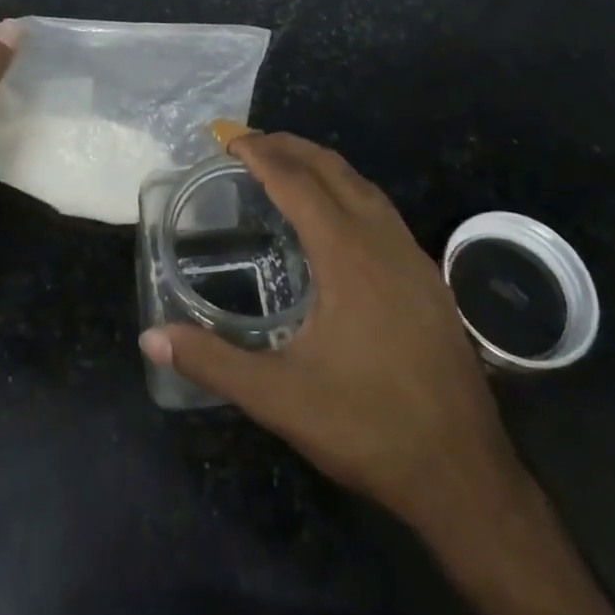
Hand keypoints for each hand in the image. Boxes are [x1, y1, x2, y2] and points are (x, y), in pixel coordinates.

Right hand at [140, 132, 525, 533]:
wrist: (462, 473)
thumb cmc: (366, 425)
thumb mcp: (278, 397)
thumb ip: (212, 362)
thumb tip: (151, 337)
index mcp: (347, 256)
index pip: (298, 183)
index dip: (262, 155)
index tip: (230, 141)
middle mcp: (383, 242)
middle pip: (334, 170)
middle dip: (291, 147)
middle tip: (250, 142)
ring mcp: (414, 258)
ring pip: (365, 187)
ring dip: (323, 166)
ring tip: (288, 166)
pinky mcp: (430, 280)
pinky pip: (383, 212)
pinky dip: (350, 192)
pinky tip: (336, 220)